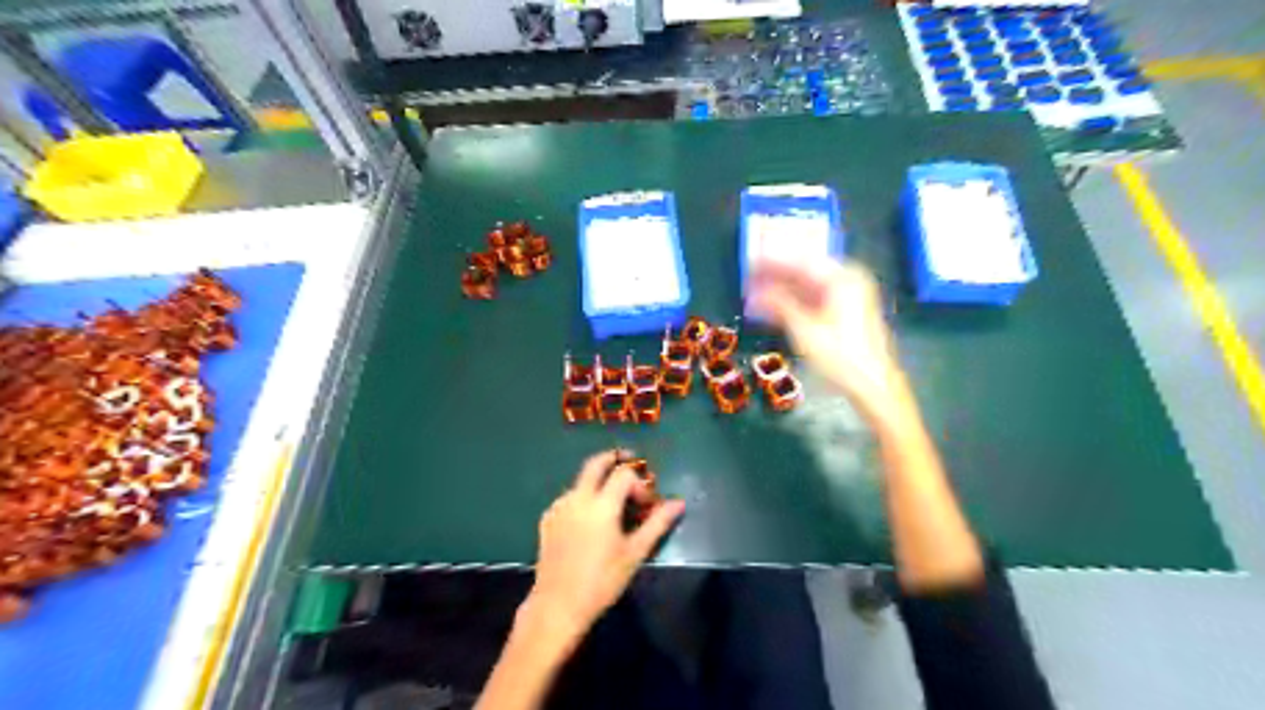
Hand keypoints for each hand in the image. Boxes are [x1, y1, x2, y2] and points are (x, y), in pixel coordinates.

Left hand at [520, 452, 686, 645]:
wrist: (558, 605)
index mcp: (601, 504)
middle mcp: (578, 497)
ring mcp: (559, 506)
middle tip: (630, 461)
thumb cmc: (602, 581)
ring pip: (581, 481)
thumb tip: (678, 503)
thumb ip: (657, 523)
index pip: (624, 474)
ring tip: (613, 502)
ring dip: (599, 481)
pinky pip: (569, 497)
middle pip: (596, 463)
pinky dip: (584, 498)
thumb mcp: (635, 553)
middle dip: (614, 458)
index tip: (647, 502)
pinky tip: (591, 520)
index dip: (639, 482)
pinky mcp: (548, 518)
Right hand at [749, 259, 920, 430]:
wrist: (873, 385)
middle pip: (804, 271)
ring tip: (755, 294)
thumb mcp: (805, 331)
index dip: (772, 262)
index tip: (749, 262)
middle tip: (748, 279)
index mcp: (842, 278)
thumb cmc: (841, 356)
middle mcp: (847, 280)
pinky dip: (794, 301)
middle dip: (775, 276)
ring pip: (808, 285)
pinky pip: (814, 298)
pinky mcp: (845, 311)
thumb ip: (779, 305)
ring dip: (782, 290)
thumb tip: (754, 293)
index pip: (801, 261)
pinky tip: (773, 307)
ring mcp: (848, 295)